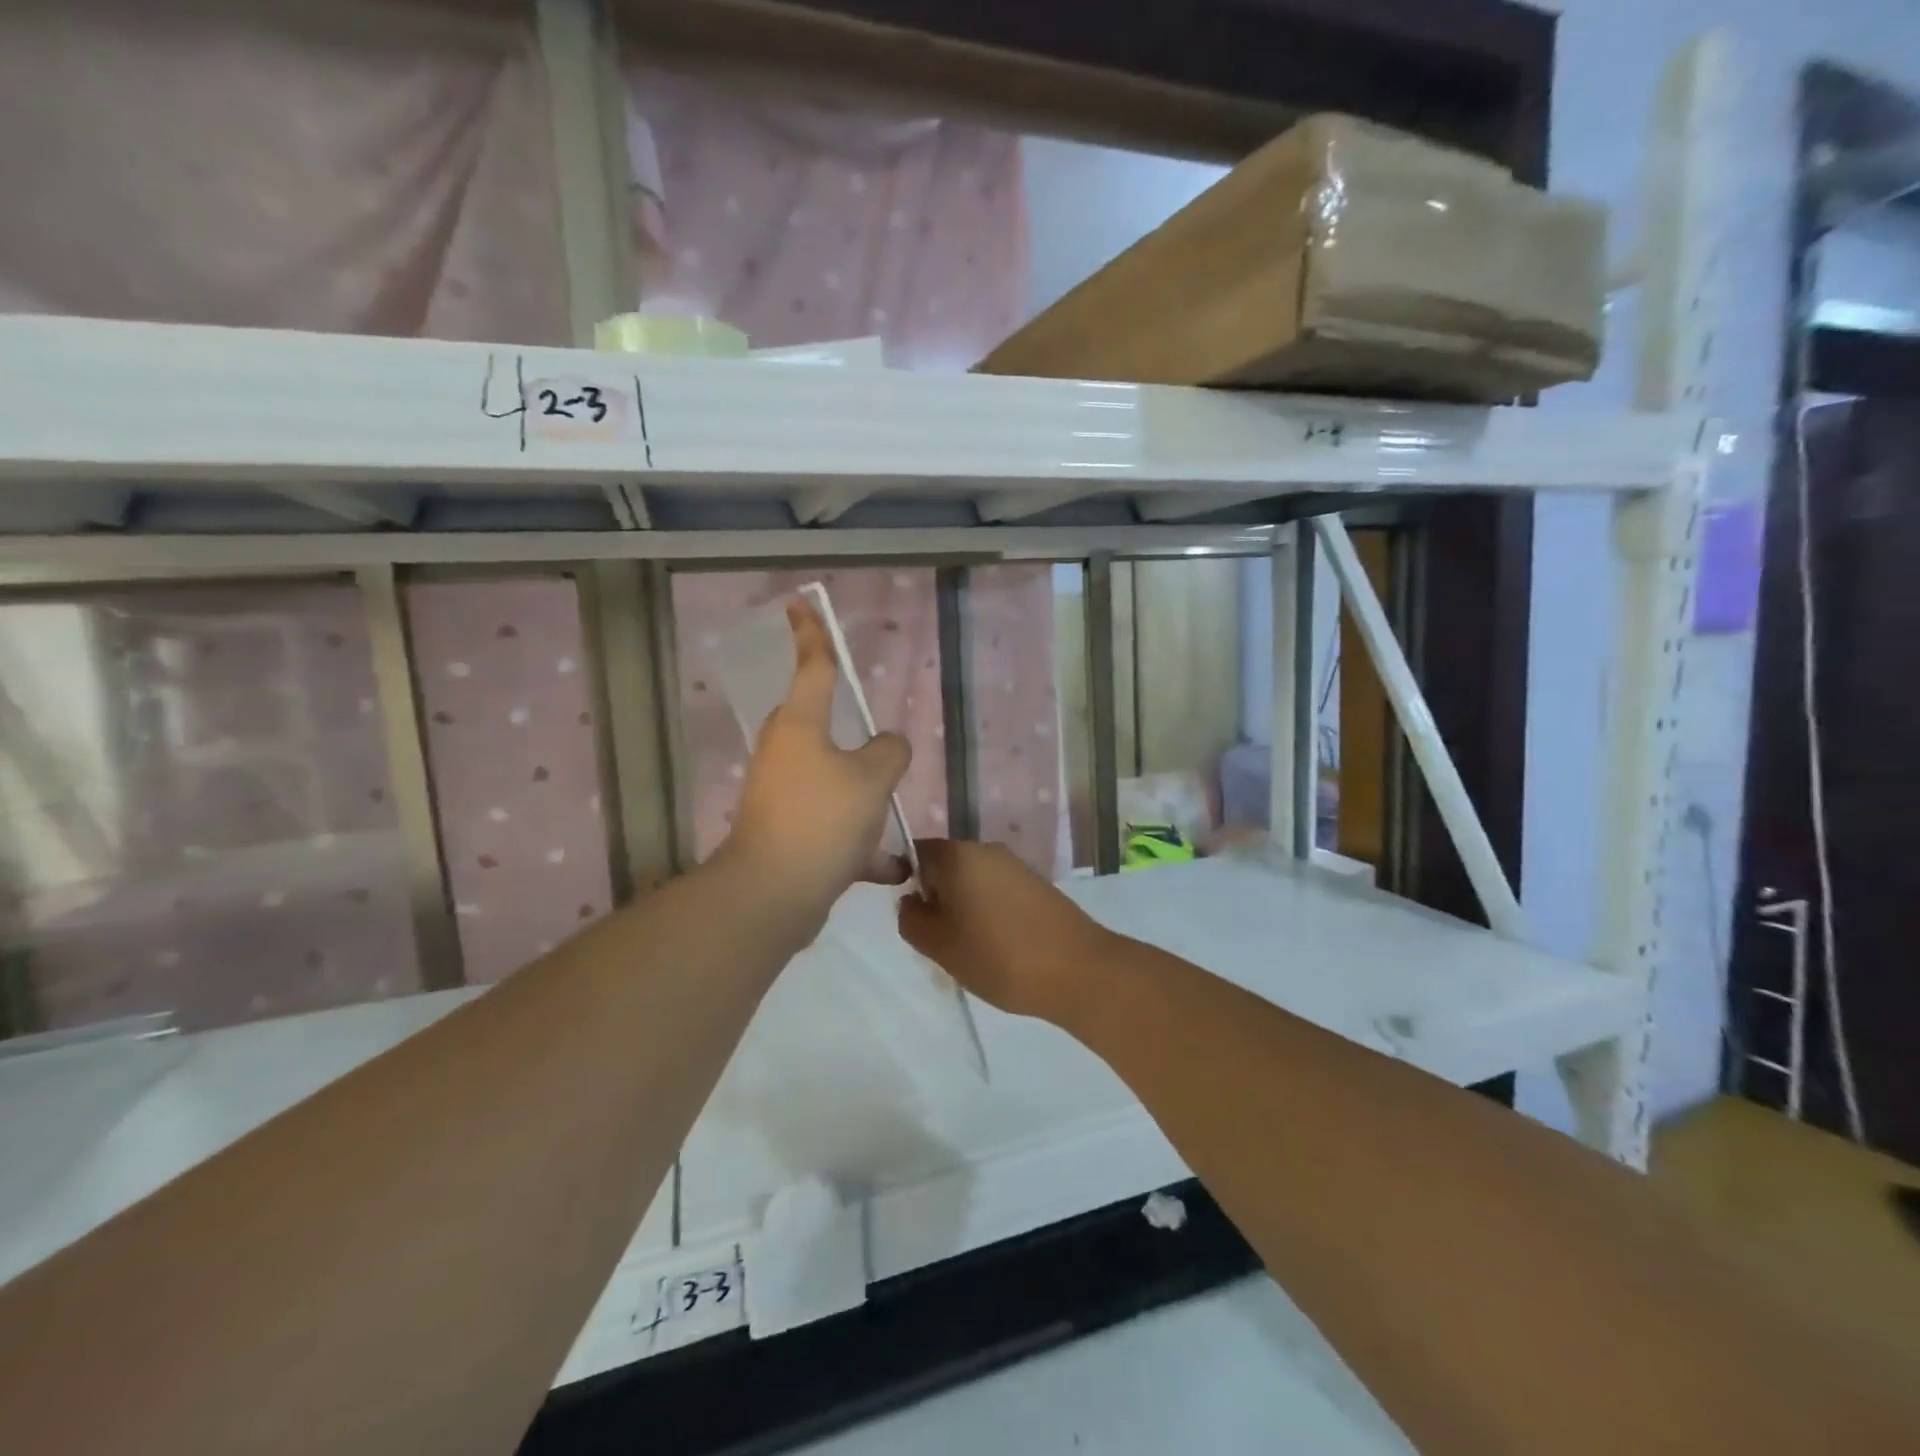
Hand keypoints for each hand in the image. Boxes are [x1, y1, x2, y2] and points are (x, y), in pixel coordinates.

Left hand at [719, 600, 911, 934]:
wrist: (773, 894)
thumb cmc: (822, 819)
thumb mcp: (873, 778)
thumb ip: (890, 751)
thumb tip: (888, 746)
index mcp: (801, 726)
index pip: (812, 666)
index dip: (811, 634)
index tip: (798, 604)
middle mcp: (785, 753)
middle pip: (817, 725)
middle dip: (845, 734)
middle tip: (877, 750)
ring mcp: (781, 794)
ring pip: (829, 780)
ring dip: (859, 797)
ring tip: (889, 819)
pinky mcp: (784, 832)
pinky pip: (829, 826)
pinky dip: (857, 843)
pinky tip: (888, 866)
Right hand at [898, 840, 1111, 1024]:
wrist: (1079, 970)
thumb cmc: (998, 956)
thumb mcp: (939, 945)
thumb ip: (911, 919)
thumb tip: (911, 901)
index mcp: (958, 855)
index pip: (916, 852)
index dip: (907, 880)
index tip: (916, 917)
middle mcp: (986, 849)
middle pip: (946, 867)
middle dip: (938, 898)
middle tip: (941, 940)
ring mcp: (1016, 865)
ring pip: (973, 881)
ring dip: (965, 908)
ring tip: (972, 949)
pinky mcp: (1037, 884)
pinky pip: (998, 891)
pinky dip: (991, 913)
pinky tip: (1000, 947)